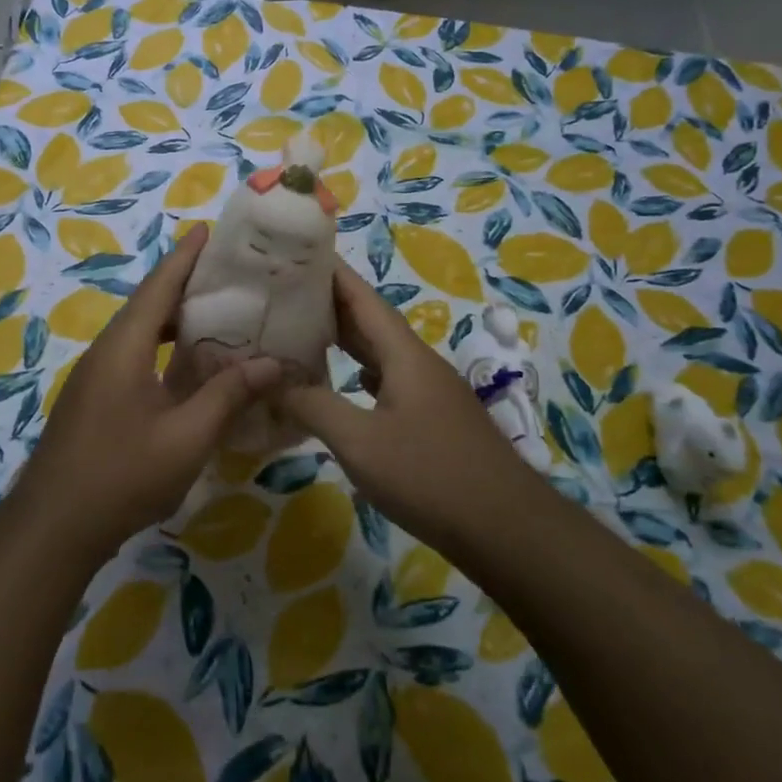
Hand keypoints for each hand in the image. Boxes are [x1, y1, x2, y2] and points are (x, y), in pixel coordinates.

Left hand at [12, 225, 280, 562]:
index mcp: (125, 347)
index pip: (159, 286)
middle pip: (149, 304)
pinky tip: (189, 367)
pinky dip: (165, 348)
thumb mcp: (186, 437)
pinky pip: (135, 356)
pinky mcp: (96, 399)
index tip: (207, 229)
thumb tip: (273, 363)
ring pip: (141, 332)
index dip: (184, 257)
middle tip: (229, 275)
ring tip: (218, 314)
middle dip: (185, 284)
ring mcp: (97, 376)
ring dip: (175, 319)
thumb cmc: (121, 475)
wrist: (52, 528)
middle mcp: (107, 351)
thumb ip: (228, 395)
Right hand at [278, 263, 540, 552]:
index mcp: (404, 354)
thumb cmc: (430, 476)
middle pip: (370, 321)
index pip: (362, 298)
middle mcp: (418, 363)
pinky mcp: (433, 420)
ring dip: (344, 338)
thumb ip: (314, 406)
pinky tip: (341, 383)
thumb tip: (273, 380)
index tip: (298, 253)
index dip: (331, 273)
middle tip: (284, 292)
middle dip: (329, 303)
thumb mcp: (360, 442)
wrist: (507, 529)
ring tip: (302, 331)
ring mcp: (429, 392)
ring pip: (379, 352)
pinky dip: (358, 372)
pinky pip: (387, 380)